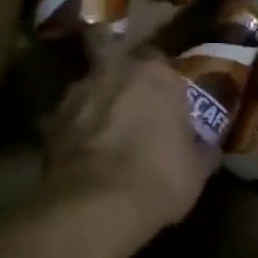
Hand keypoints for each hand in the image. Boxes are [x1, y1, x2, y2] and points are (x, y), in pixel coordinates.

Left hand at [38, 34, 217, 245]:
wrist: (96, 207)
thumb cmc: (159, 178)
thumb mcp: (197, 169)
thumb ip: (201, 148)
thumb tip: (207, 147)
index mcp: (155, 74)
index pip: (160, 59)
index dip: (162, 79)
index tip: (166, 97)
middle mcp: (113, 70)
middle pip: (109, 49)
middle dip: (114, 64)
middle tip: (124, 91)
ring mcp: (77, 93)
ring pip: (87, 85)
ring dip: (93, 100)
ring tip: (100, 127)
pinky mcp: (49, 122)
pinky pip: (65, 119)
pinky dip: (72, 130)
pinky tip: (79, 152)